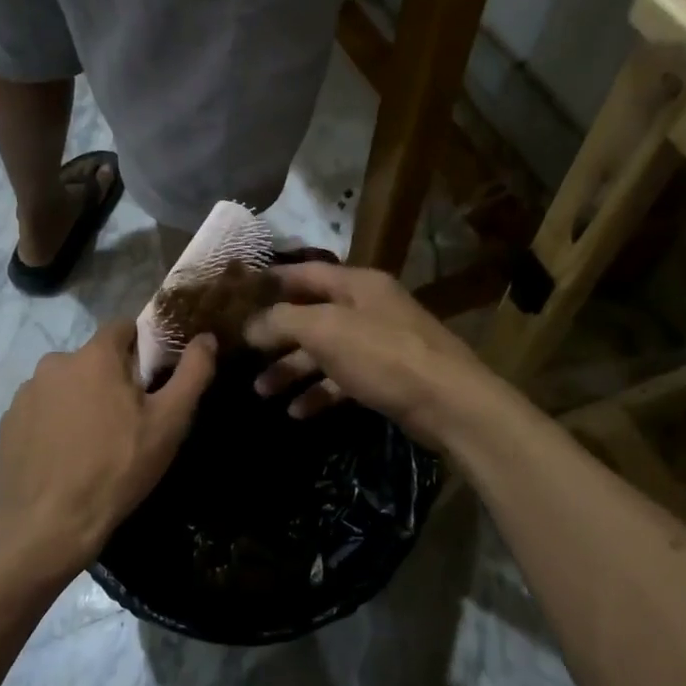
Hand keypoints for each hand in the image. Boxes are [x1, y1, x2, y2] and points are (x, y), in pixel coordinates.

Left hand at [0, 320, 216, 576]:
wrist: (49, 523)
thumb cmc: (117, 468)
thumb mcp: (168, 423)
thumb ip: (192, 373)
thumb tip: (206, 337)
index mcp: (94, 356)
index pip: (123, 328)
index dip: (142, 348)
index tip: (152, 380)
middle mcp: (54, 363)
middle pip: (93, 360)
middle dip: (111, 380)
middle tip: (127, 421)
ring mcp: (25, 394)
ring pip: (65, 386)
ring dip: (80, 402)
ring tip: (93, 444)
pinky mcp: (7, 423)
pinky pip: (41, 412)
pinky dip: (55, 424)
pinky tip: (65, 457)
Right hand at [244, 263, 485, 441]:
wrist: (449, 403)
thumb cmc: (383, 355)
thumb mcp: (325, 331)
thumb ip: (282, 322)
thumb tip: (248, 324)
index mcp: (356, 284)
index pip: (304, 273)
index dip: (270, 282)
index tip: (236, 295)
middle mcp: (367, 307)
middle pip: (310, 315)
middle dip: (275, 336)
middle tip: (241, 353)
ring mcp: (378, 342)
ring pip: (323, 351)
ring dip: (291, 369)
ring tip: (261, 391)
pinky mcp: (385, 376)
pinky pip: (341, 379)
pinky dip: (318, 393)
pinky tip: (297, 412)